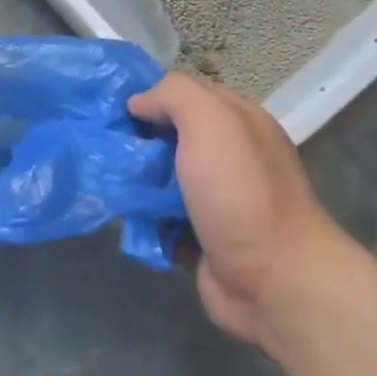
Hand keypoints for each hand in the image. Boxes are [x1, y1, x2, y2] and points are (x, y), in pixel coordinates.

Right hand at [128, 73, 348, 347]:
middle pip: (167, 136)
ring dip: (132, 182)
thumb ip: (173, 96)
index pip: (185, 94)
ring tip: (103, 182)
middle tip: (101, 147)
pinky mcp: (198, 237)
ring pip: (158, 179)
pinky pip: (158, 218)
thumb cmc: (242, 193)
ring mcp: (214, 200)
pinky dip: (141, 219)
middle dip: (134, 141)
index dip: (149, 95)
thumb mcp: (211, 122)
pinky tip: (122, 216)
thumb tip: (138, 102)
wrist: (275, 281)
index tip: (112, 107)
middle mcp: (227, 157)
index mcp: (237, 122)